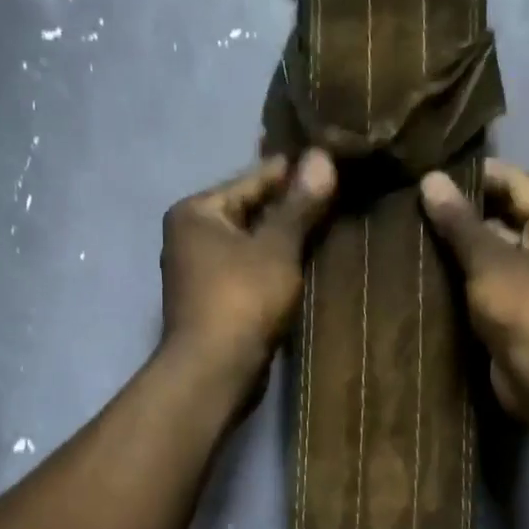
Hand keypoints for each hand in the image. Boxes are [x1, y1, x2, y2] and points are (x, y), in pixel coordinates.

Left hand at [159, 150, 337, 397]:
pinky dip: (275, 267)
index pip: (252, 179)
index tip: (331, 163)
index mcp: (196, 212)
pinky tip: (306, 264)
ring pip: (251, 244)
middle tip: (338, 196)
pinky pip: (250, 271)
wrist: (214, 371)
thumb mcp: (277, 247)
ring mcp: (199, 271)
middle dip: (290, 208)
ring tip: (330, 227)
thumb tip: (321, 157)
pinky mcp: (214, 301)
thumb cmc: (242, 299)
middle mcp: (189, 236)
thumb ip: (299, 205)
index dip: (293, 173)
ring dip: (285, 240)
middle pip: (250, 211)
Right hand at [419, 160, 528, 417]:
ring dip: (466, 246)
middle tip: (421, 206)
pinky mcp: (526, 312)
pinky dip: (470, 276)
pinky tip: (434, 272)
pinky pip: (495, 282)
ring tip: (419, 235)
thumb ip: (460, 221)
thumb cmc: (528, 311)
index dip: (480, 175)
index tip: (437, 175)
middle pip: (510, 216)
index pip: (520, 183)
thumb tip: (431, 179)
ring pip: (500, 252)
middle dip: (468, 212)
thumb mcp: (490, 261)